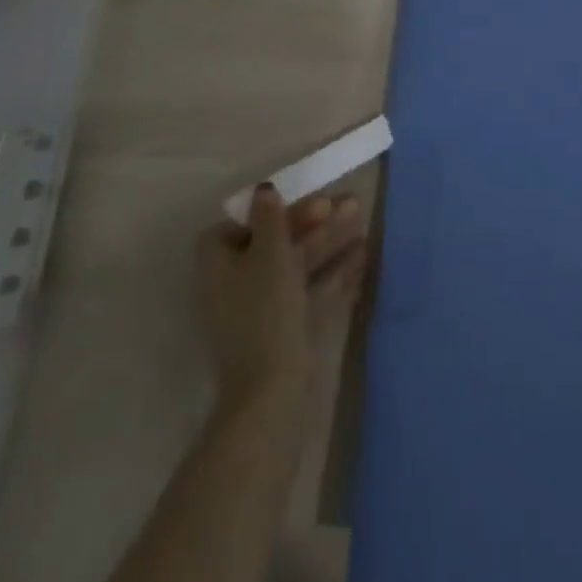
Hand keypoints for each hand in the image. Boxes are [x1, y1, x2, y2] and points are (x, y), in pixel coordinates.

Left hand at [195, 185, 367, 413]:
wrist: (272, 392)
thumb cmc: (265, 310)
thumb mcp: (269, 253)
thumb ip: (270, 218)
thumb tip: (264, 190)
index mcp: (218, 265)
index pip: (241, 225)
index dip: (273, 211)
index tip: (304, 202)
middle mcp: (234, 285)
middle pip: (275, 244)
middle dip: (314, 223)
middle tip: (349, 204)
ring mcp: (259, 311)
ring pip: (297, 267)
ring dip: (330, 243)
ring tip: (363, 224)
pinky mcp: (284, 331)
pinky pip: (308, 291)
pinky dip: (333, 274)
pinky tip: (363, 259)